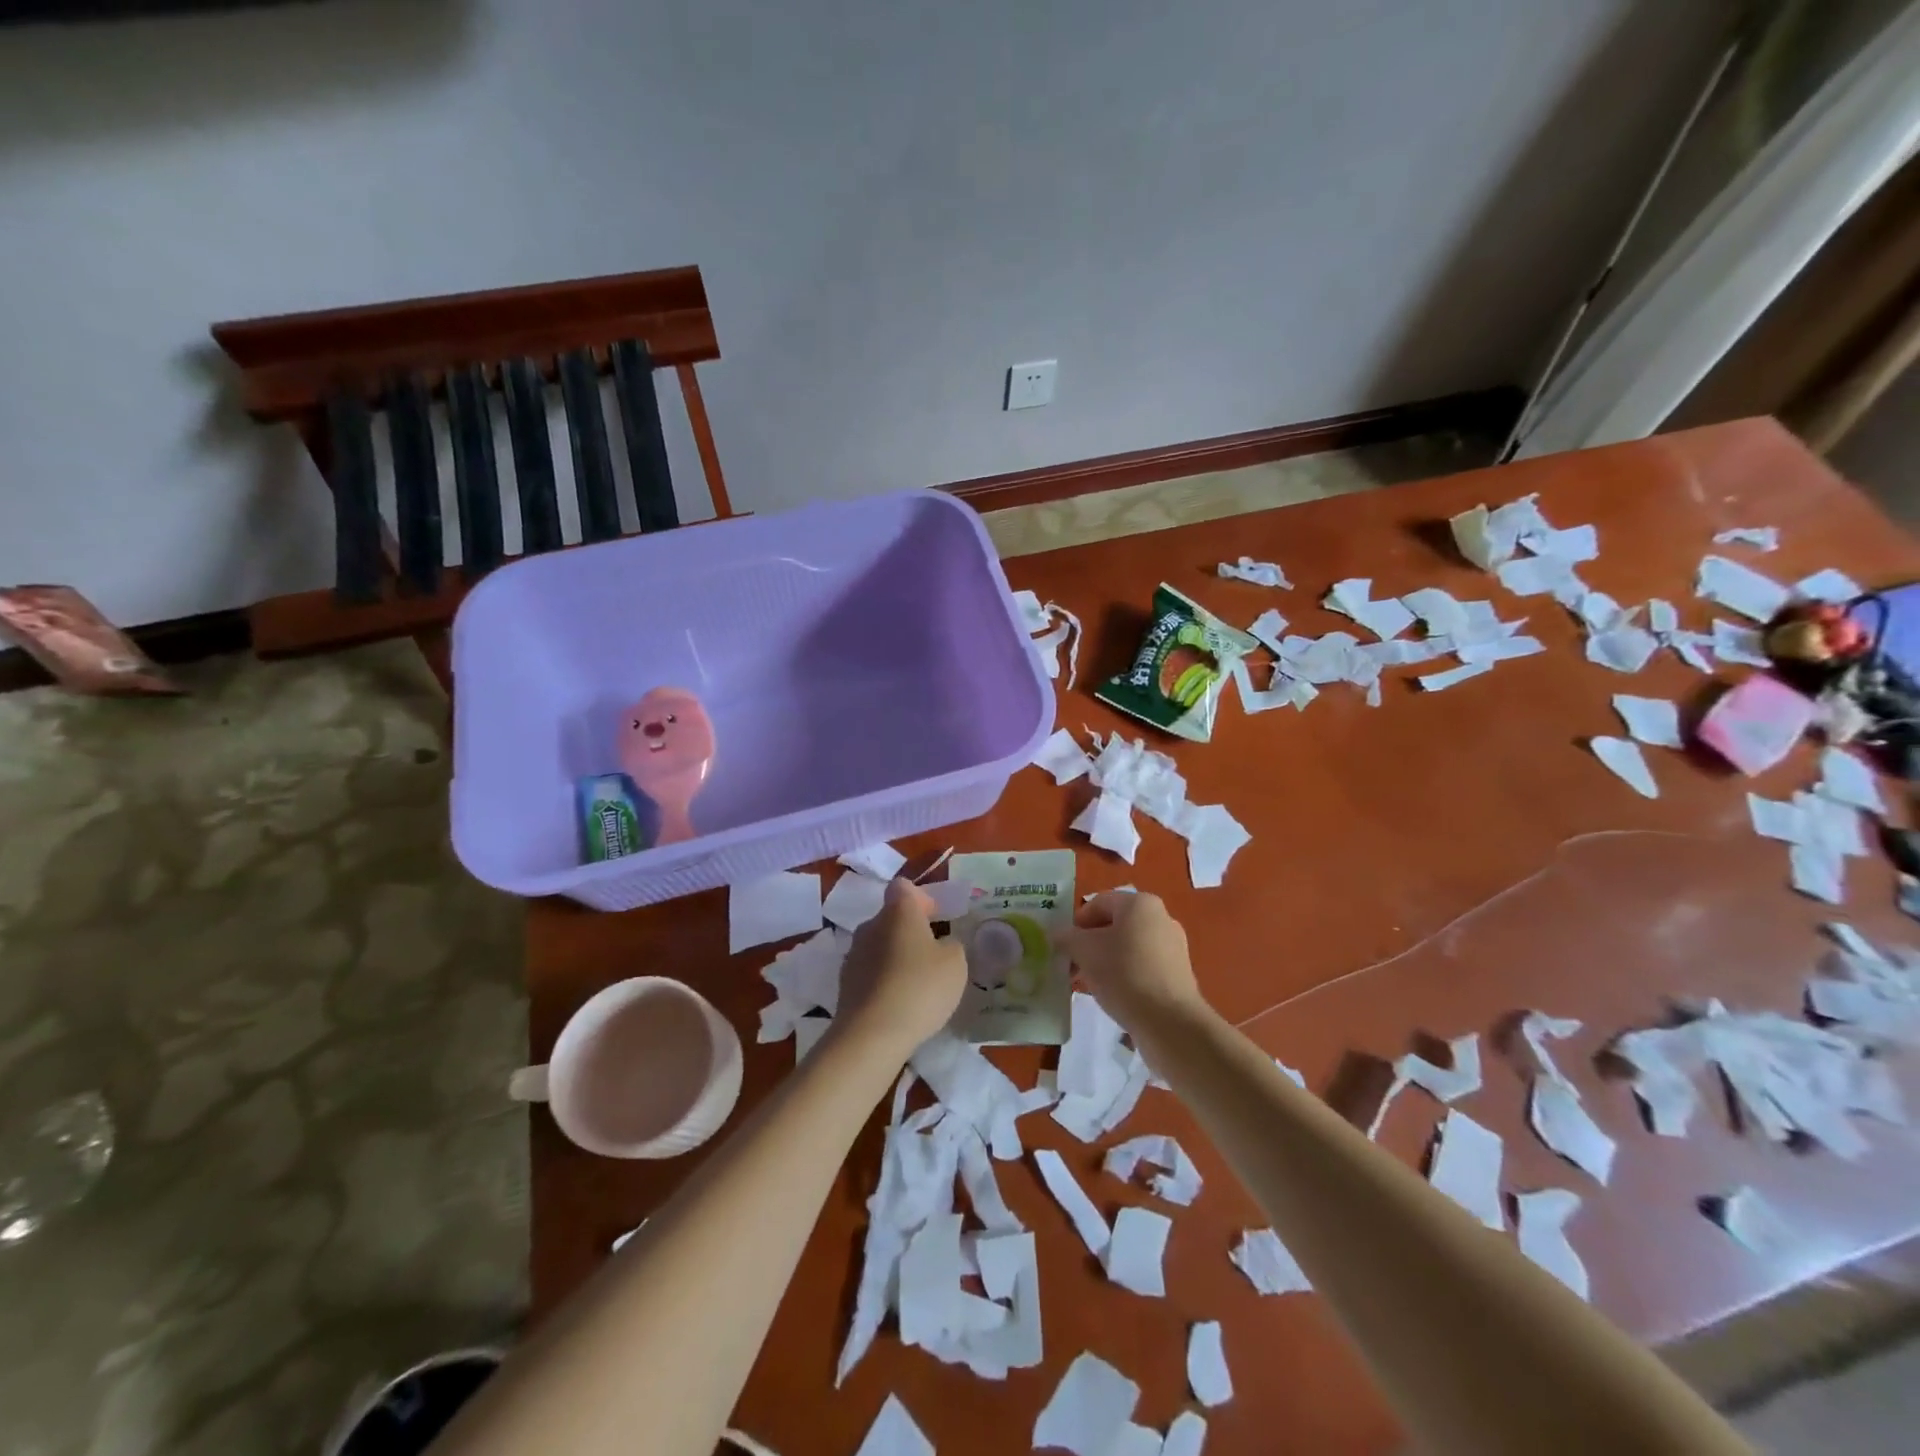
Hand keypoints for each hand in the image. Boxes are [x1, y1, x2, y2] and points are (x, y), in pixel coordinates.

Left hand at [835, 879, 967, 1057]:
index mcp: (898, 911)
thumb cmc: (920, 987)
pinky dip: (883, 980)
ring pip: (879, 945)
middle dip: (910, 931)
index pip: (903, 887)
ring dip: (895, 957)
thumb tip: (941, 944)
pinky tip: (898, 1003)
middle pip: (890, 917)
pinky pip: (869, 971)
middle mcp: (870, 925)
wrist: (871, 1034)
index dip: (920, 898)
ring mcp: (853, 954)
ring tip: (916, 984)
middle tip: (932, 954)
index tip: (935, 918)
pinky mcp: (844, 983)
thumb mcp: (955, 963)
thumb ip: (951, 945)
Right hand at [1064, 891, 1203, 1033]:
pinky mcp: (1177, 974)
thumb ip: (1066, 938)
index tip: (1062, 947)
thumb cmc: (1123, 974)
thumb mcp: (1084, 951)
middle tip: (1071, 966)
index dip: (1075, 923)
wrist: (1170, 1023)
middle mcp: (1160, 918)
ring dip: (1104, 961)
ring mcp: (1172, 947)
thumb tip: (1057, 934)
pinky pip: (1142, 966)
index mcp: (1140, 904)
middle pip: (1113, 925)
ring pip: (1127, 947)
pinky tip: (1111, 995)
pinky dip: (1123, 975)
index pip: (1098, 902)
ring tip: (1088, 984)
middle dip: (1088, 944)